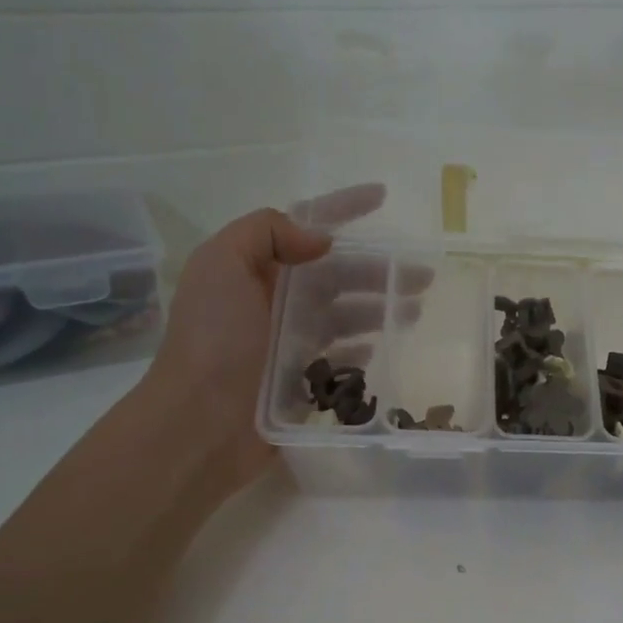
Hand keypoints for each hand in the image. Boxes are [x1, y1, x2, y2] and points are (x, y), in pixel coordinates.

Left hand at [138, 185, 385, 490]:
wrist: (200, 424)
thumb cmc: (213, 341)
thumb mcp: (221, 265)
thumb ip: (265, 233)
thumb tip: (319, 239)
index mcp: (254, 267)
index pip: (304, 226)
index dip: (342, 208)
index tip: (382, 198)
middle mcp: (273, 300)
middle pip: (336, 273)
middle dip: (377, 268)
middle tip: (422, 275)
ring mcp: (287, 342)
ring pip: (345, 314)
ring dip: (379, 306)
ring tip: (414, 309)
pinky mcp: (301, 379)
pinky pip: (340, 355)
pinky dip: (362, 346)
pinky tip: (383, 344)